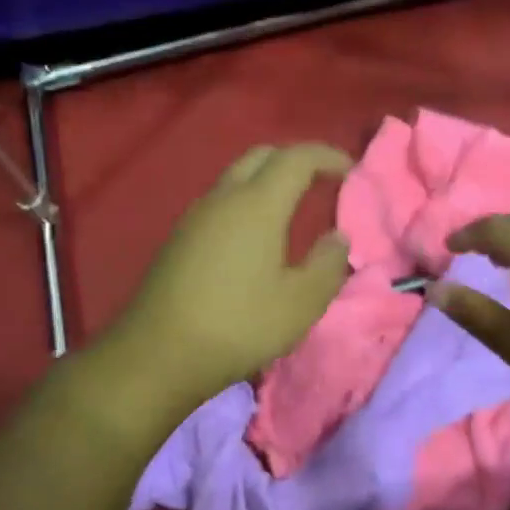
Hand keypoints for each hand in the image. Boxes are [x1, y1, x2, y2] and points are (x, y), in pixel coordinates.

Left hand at [102, 143, 352, 413]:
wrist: (158, 354)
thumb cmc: (239, 325)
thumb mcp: (301, 303)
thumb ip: (328, 264)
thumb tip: (337, 238)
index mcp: (257, 204)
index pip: (296, 158)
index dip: (327, 156)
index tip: (351, 170)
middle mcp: (223, 198)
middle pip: (262, 156)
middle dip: (295, 160)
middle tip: (321, 182)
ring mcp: (195, 216)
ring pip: (236, 177)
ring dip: (267, 181)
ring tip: (291, 209)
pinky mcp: (178, 238)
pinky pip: (220, 202)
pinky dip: (245, 202)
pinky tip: (254, 237)